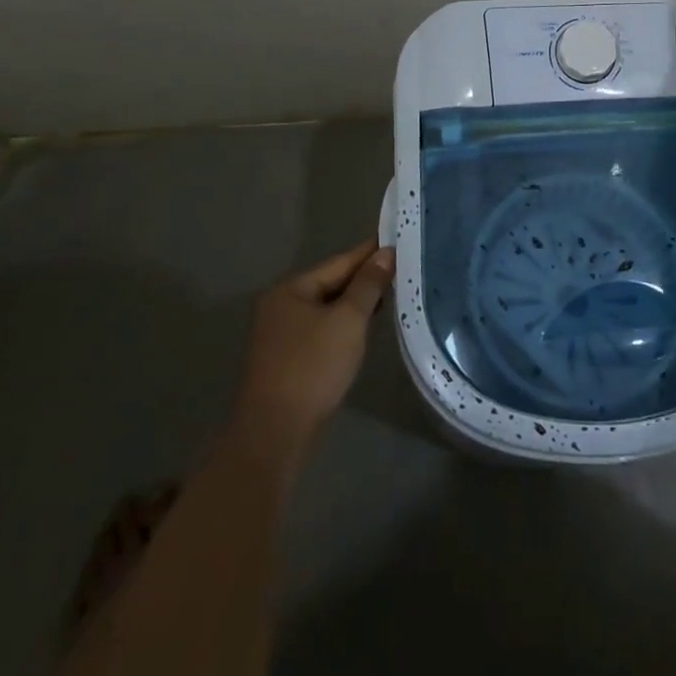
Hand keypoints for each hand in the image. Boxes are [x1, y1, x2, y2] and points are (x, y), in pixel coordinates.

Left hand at [230, 239, 394, 457]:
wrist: (275, 434)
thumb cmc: (312, 367)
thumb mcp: (348, 320)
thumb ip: (368, 284)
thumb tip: (385, 253)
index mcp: (291, 290)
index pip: (339, 262)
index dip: (370, 253)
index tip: (397, 241)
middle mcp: (281, 306)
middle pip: (331, 284)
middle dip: (364, 279)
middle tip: (401, 269)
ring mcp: (281, 335)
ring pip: (327, 308)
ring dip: (356, 303)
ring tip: (390, 295)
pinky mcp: (287, 360)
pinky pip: (322, 330)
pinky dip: (344, 325)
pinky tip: (364, 328)